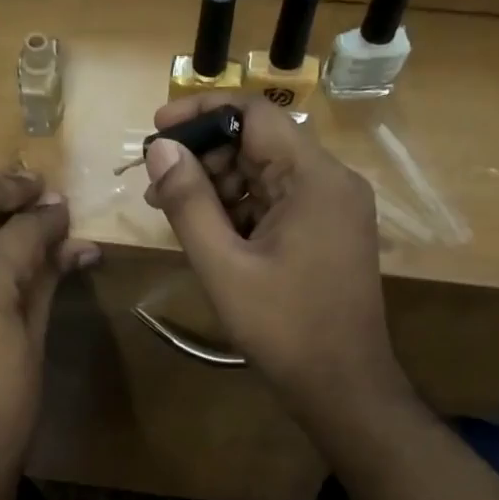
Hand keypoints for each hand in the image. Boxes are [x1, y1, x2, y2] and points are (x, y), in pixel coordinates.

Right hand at [141, 94, 407, 430]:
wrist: (343, 386)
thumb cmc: (282, 327)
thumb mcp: (223, 266)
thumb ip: (189, 203)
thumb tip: (160, 149)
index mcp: (314, 179)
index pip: (255, 114)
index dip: (201, 113)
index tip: (156, 129)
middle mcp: (331, 182)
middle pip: (259, 143)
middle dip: (203, 156)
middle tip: (155, 182)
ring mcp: (333, 209)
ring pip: (265, 174)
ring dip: (217, 184)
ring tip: (169, 209)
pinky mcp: (328, 233)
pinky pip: (278, 203)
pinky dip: (240, 209)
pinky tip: (205, 230)